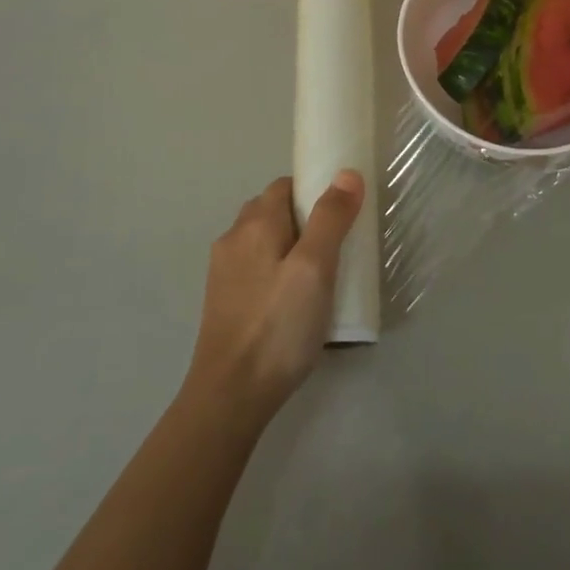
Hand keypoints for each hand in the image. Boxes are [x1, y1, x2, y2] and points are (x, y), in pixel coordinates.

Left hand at [185, 172, 364, 429]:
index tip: (343, 215)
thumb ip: (331, 218)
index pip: (286, 185)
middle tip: (338, 246)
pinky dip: (278, 271)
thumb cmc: (279, 326)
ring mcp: (224, 272)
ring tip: (321, 276)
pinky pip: (256, 268)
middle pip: (273, 211)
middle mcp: (233, 239)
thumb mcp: (315, 268)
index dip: (315, 192)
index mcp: (254, 223)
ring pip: (264, 242)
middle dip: (305, 219)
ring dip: (292, 247)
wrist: (231, 395)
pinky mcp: (224, 301)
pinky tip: (294, 301)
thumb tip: (346, 173)